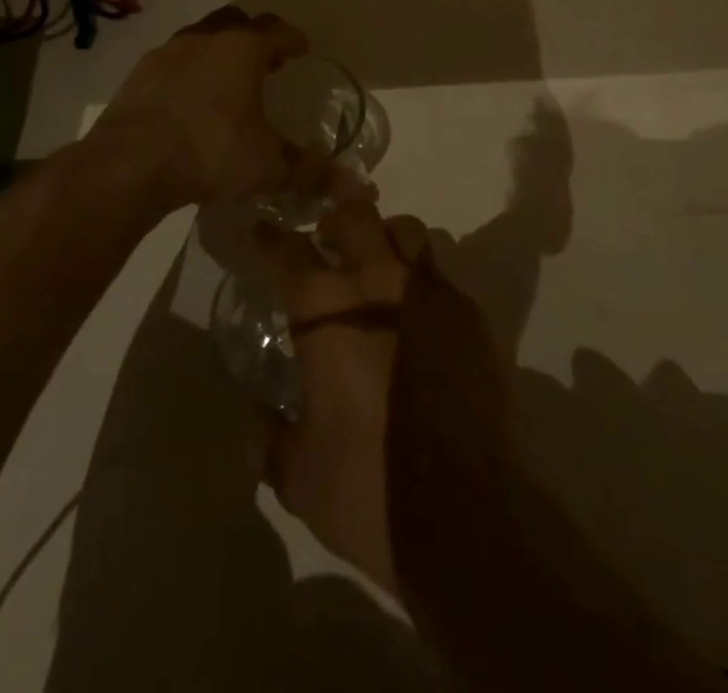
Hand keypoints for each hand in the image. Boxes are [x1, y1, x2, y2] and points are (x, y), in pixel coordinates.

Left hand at [90, 6, 326, 213]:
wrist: (128, 165)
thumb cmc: (210, 151)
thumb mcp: (267, 165)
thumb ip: (311, 172)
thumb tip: (355, 187)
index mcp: (242, 49)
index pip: (277, 29)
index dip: (292, 38)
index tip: (301, 50)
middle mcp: (205, 39)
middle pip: (236, 21)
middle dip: (254, 37)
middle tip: (266, 63)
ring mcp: (166, 53)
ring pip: (200, 38)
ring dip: (217, 52)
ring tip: (226, 84)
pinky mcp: (137, 75)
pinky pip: (171, 62)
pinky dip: (186, 73)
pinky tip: (188, 103)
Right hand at [253, 185, 429, 598]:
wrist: (466, 513)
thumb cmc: (367, 487)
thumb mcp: (298, 473)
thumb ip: (270, 435)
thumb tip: (257, 415)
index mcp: (328, 310)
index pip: (291, 251)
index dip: (273, 239)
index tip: (264, 232)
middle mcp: (380, 283)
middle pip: (356, 215)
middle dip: (336, 217)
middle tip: (326, 238)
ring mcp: (432, 292)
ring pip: (407, 231)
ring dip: (386, 238)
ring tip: (377, 266)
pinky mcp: (471, 315)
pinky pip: (440, 274)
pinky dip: (422, 280)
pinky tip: (418, 316)